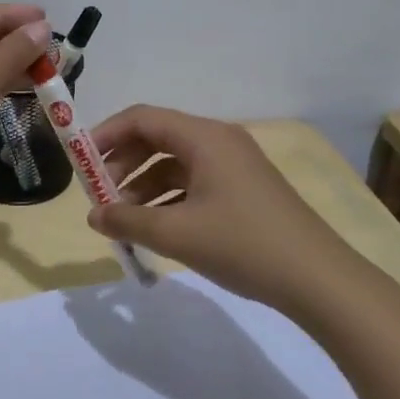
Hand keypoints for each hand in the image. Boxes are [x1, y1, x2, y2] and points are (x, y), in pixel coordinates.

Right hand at [86, 106, 349, 306]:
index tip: (80, 161)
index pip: (142, 118)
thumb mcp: (176, 234)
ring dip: (144, 184)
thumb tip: (93, 215)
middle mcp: (218, 140)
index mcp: (203, 137)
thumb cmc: (243, 245)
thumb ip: (128, 221)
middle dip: (123, 162)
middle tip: (100, 194)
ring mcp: (235, 164)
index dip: (106, 134)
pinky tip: (157, 226)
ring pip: (175, 162)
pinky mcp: (244, 188)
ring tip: (124, 217)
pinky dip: (169, 197)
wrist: (319, 280)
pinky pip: (194, 180)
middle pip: (157, 137)